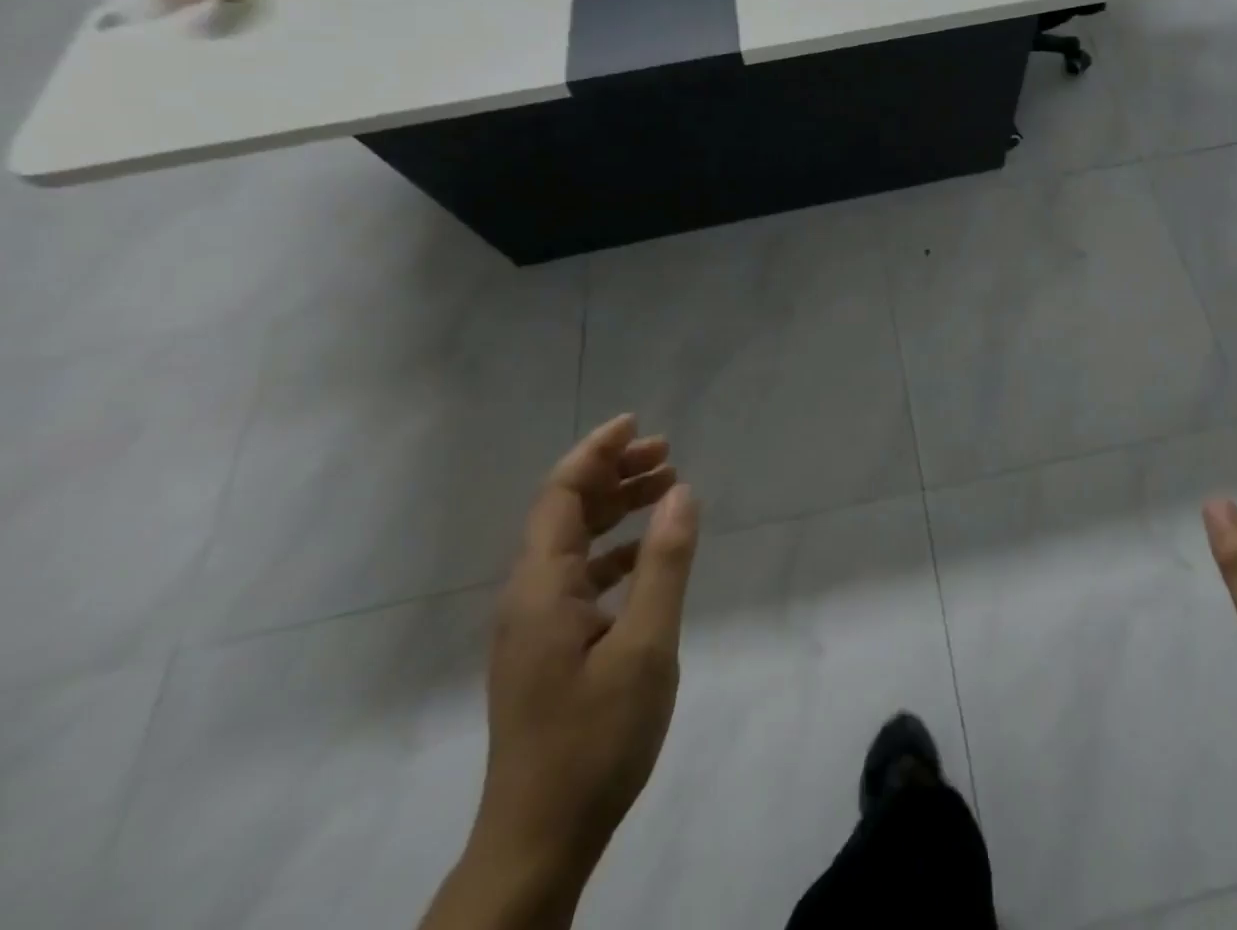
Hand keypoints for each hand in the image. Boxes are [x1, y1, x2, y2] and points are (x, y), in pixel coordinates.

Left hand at [473, 415, 701, 879]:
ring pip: (573, 543)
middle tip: (666, 453)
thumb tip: (681, 491)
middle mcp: (529, 596)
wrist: (540, 839)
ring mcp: (535, 625)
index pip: (561, 494)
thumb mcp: (645, 645)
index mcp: (541, 587)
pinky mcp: (548, 649)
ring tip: (665, 487)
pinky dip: (615, 550)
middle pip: (566, 512)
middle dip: (613, 474)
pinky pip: (580, 577)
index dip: (596, 452)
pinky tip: (648, 554)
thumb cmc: (595, 738)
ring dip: (616, 509)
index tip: (636, 424)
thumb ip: (665, 562)